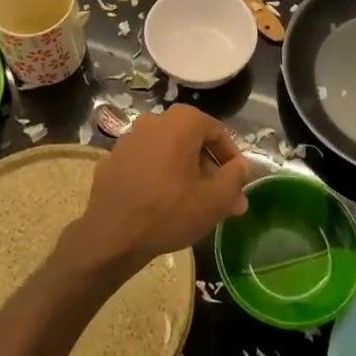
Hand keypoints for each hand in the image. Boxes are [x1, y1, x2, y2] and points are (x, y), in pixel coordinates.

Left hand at [66, 106, 250, 274]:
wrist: (112, 234)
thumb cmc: (169, 212)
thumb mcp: (214, 200)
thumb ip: (235, 178)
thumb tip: (243, 166)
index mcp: (181, 122)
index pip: (218, 132)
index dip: (232, 160)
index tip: (238, 185)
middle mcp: (154, 120)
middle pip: (192, 141)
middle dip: (210, 170)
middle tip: (222, 200)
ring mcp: (129, 137)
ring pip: (168, 151)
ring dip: (186, 172)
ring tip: (195, 204)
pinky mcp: (113, 158)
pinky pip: (146, 161)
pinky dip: (160, 175)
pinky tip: (164, 202)